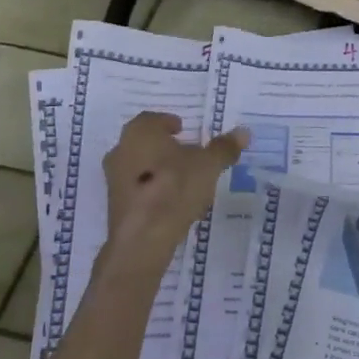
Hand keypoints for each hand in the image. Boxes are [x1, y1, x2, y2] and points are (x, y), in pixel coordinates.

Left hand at [101, 113, 247, 277]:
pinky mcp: (116, 206)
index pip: (152, 119)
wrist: (143, 238)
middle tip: (186, 153)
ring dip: (159, 169)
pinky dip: (154, 190)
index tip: (183, 129)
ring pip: (140, 167)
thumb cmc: (174, 189)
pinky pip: (138, 190)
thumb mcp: (207, 166)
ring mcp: (114, 180)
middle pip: (145, 143)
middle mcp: (121, 151)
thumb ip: (224, 148)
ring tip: (184, 180)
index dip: (168, 122)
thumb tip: (243, 131)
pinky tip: (173, 203)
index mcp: (139, 133)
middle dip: (164, 147)